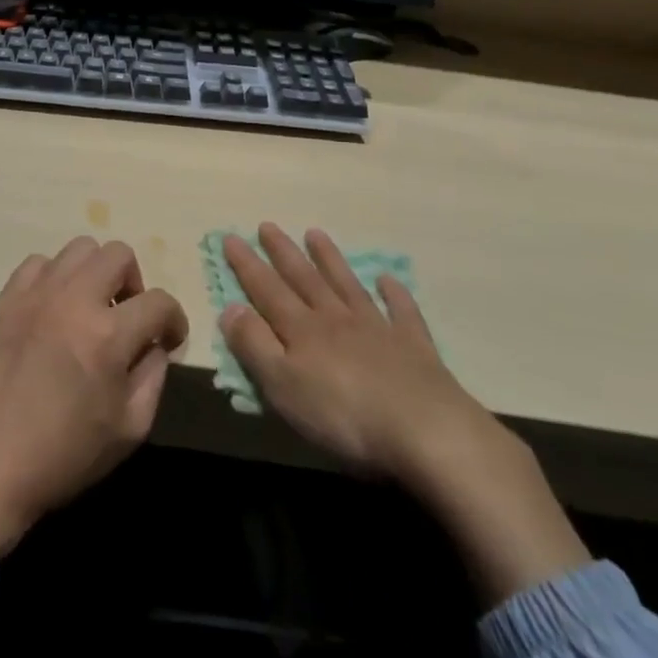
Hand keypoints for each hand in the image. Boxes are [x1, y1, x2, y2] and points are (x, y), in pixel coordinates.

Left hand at [0, 237, 186, 557]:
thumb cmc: (62, 457)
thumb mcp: (129, 430)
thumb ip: (153, 376)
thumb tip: (155, 343)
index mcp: (107, 335)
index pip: (159, 302)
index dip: (174, 320)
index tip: (169, 338)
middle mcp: (73, 300)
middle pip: (119, 255)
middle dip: (134, 284)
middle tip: (127, 317)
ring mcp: (34, 294)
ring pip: (79, 249)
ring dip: (95, 274)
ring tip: (88, 309)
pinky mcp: (4, 299)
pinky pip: (39, 264)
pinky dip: (55, 278)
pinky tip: (52, 310)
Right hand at [221, 224, 588, 605]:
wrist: (427, 432)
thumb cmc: (344, 416)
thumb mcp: (284, 387)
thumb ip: (255, 345)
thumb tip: (230, 307)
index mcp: (302, 331)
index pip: (266, 290)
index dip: (246, 265)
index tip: (231, 236)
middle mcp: (335, 319)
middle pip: (304, 279)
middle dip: (282, 253)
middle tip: (267, 225)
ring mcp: (377, 329)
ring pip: (346, 285)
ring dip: (329, 259)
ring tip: (315, 234)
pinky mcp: (414, 347)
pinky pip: (401, 312)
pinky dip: (394, 293)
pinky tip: (389, 279)